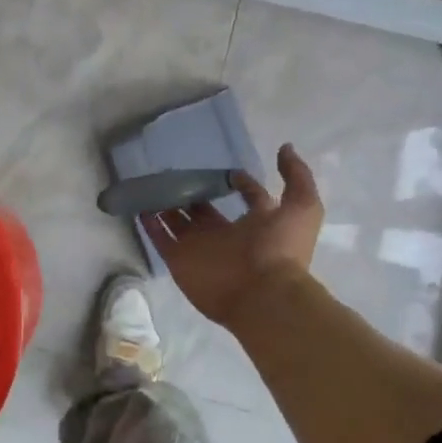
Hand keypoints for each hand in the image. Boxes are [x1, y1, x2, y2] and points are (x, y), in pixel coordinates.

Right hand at [142, 144, 322, 327]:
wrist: (262, 294)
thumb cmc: (280, 250)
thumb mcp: (302, 207)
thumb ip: (297, 176)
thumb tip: (285, 148)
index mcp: (256, 223)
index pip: (247, 198)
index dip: (240, 183)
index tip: (227, 170)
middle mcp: (225, 234)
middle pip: (204, 208)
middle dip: (191, 191)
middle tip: (175, 171)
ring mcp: (199, 247)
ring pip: (178, 220)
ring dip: (165, 203)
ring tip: (151, 182)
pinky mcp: (179, 259)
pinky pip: (160, 238)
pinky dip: (149, 223)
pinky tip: (139, 204)